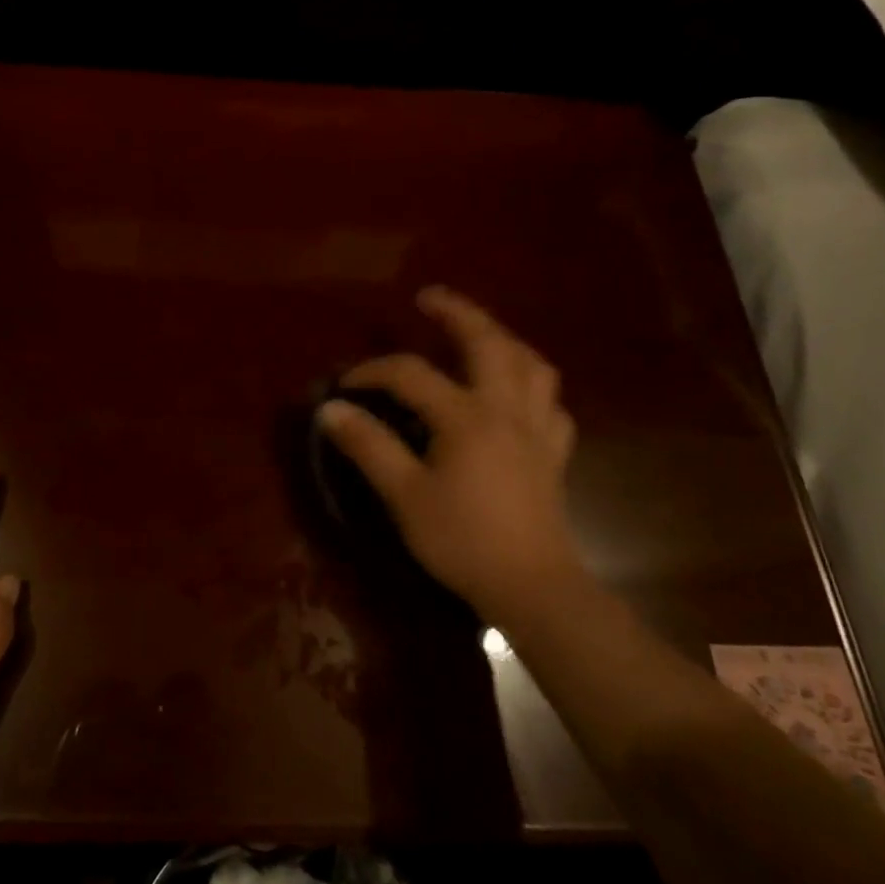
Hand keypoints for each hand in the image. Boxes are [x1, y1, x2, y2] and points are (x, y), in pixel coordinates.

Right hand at [316, 286, 581, 620]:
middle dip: (458, 313)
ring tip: (480, 335)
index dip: (373, 372)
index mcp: (466, 416)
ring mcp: (537, 429)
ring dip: (504, 339)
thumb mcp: (404, 494)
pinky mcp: (553, 454)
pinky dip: (532, 387)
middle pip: (487, 343)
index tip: (345, 384)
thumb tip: (331, 409)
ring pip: (531, 365)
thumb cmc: (462, 539)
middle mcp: (506, 409)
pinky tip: (518, 396)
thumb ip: (368, 446)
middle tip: (430, 298)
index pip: (412, 374)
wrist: (531, 585)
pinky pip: (551, 404)